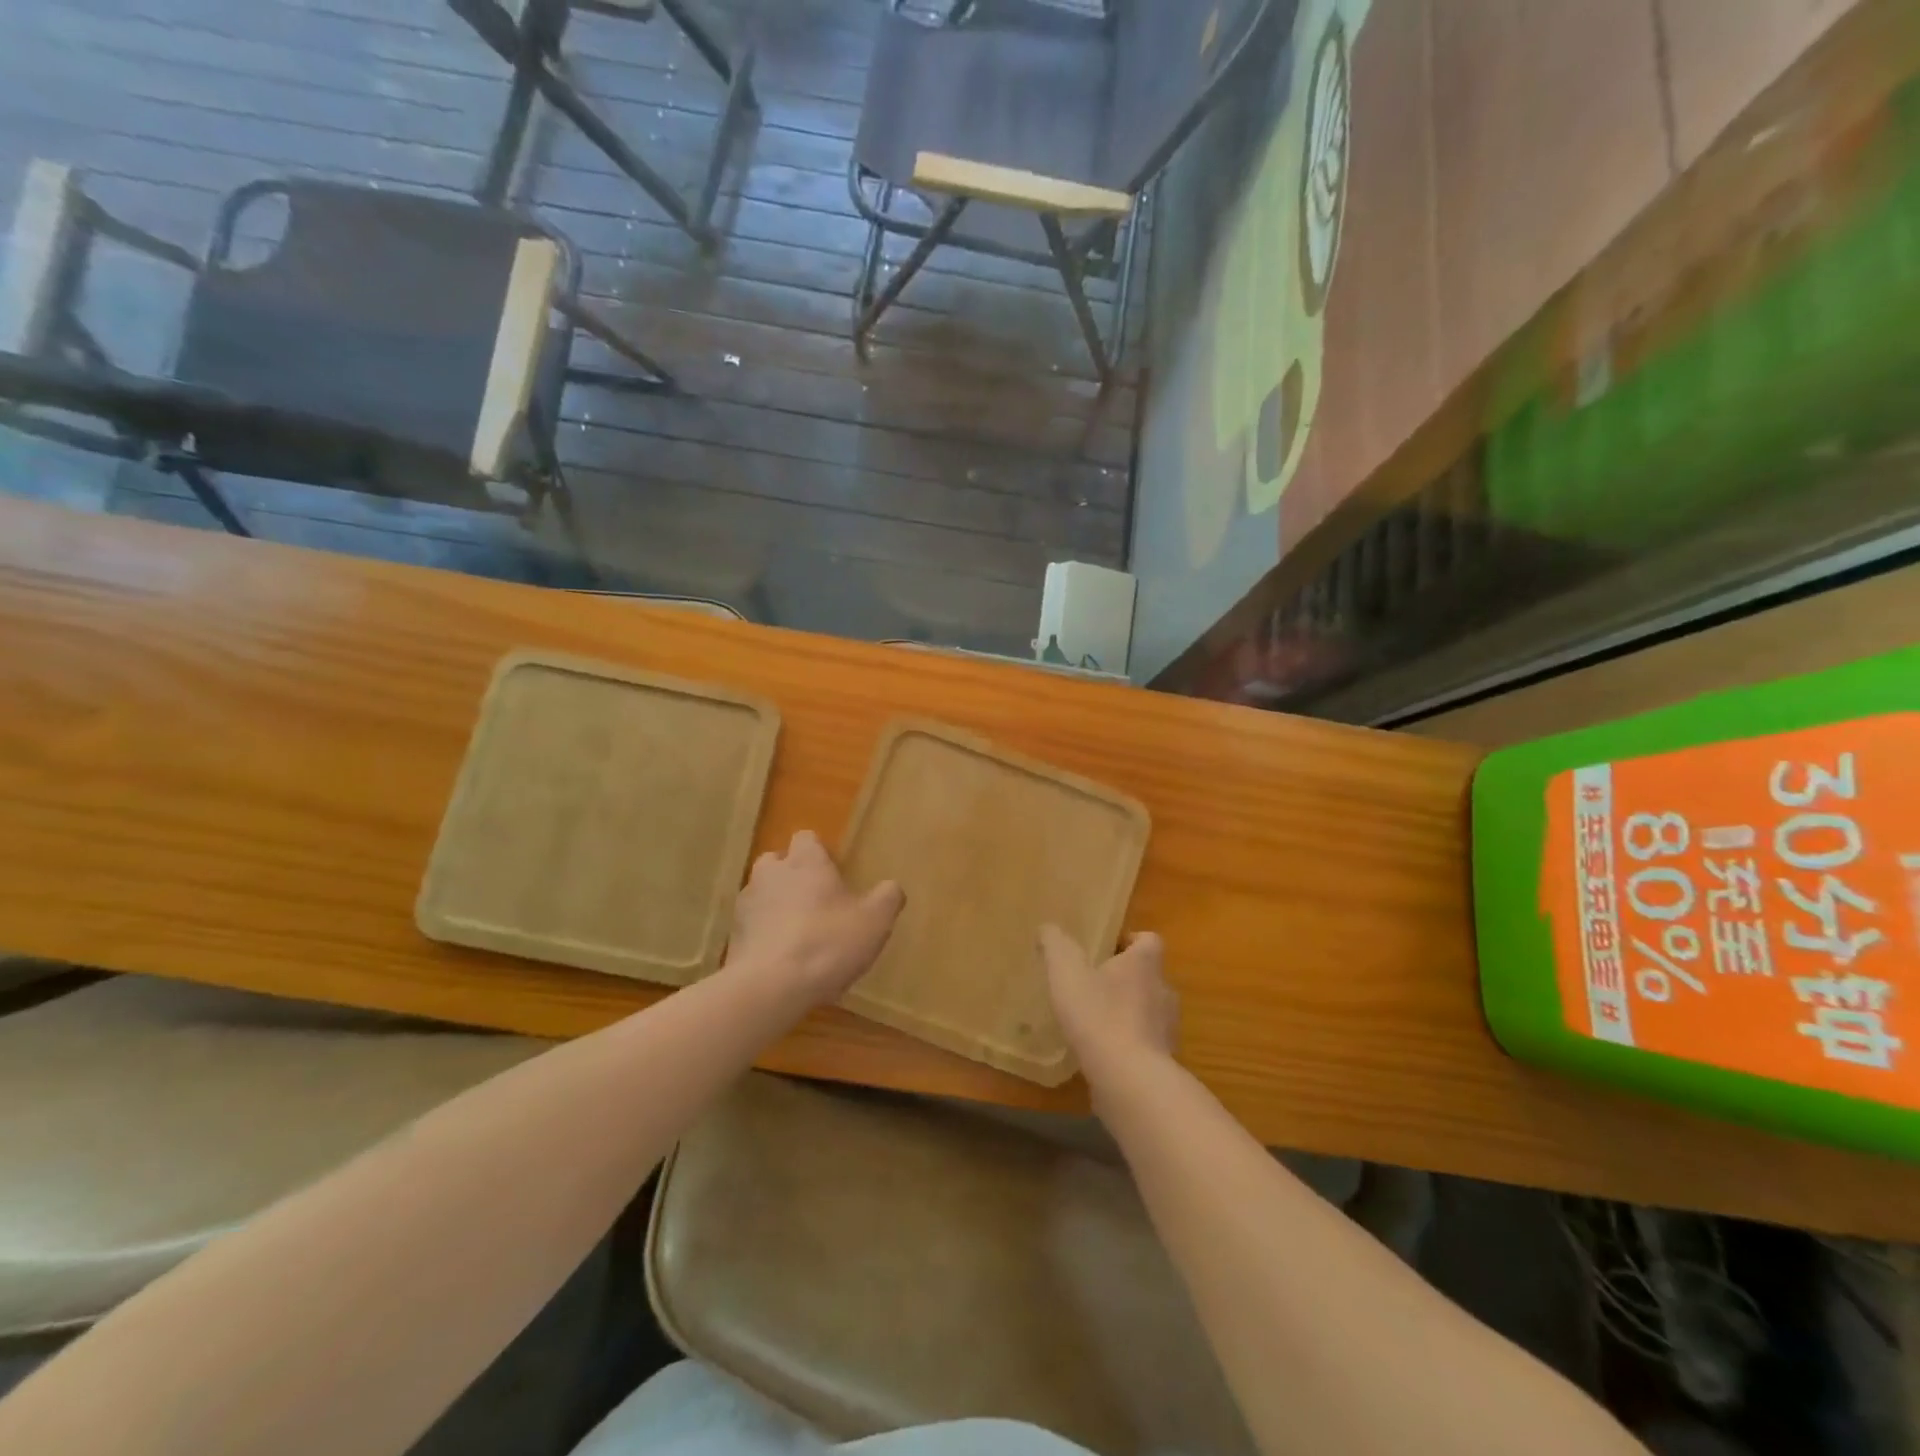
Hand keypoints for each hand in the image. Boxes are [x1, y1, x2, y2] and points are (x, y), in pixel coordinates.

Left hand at [727, 830, 904, 1004]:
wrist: (770, 987)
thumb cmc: (828, 942)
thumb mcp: (875, 921)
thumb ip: (887, 898)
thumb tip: (891, 888)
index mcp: (805, 861)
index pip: (807, 838)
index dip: (819, 853)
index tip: (834, 874)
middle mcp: (771, 873)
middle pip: (778, 862)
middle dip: (793, 876)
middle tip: (817, 903)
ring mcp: (746, 904)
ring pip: (762, 894)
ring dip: (776, 906)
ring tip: (799, 935)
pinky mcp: (733, 936)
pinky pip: (752, 926)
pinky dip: (765, 935)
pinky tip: (783, 960)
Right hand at [1039, 926, 1178, 1087]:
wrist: (1130, 1080)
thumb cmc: (1099, 1015)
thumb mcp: (1067, 972)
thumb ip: (1056, 945)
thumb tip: (1048, 929)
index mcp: (1144, 964)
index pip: (1149, 940)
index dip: (1129, 940)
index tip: (1106, 949)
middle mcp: (1163, 991)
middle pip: (1148, 976)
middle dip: (1124, 978)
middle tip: (1093, 984)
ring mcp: (1167, 1029)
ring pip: (1148, 1011)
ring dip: (1126, 1012)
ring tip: (1094, 1020)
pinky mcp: (1163, 1062)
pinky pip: (1145, 1044)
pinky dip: (1127, 1044)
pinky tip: (1102, 1053)